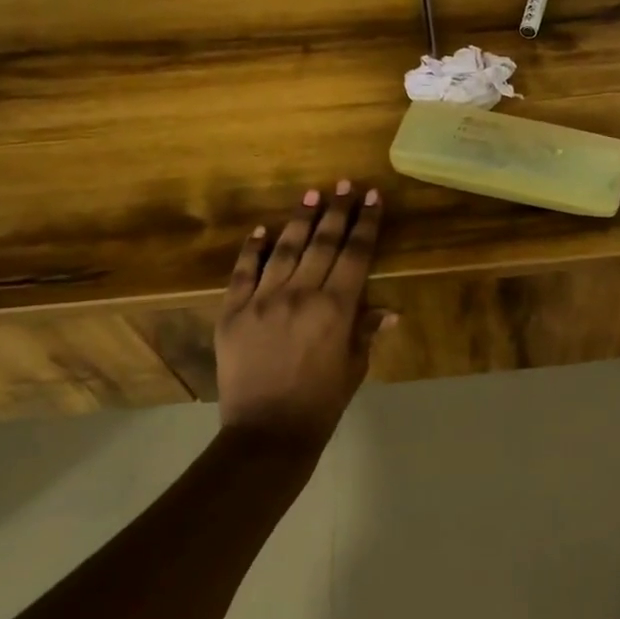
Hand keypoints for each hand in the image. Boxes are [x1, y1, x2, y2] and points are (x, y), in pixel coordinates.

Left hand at [214, 181, 395, 451]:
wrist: (267, 433)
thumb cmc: (321, 402)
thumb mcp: (354, 366)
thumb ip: (365, 331)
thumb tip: (387, 310)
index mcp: (336, 308)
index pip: (356, 253)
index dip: (366, 223)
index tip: (372, 197)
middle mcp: (300, 294)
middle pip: (323, 242)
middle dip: (337, 211)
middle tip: (345, 184)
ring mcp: (262, 300)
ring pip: (285, 249)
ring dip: (300, 220)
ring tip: (311, 195)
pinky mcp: (232, 312)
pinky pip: (243, 272)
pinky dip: (252, 249)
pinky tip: (261, 230)